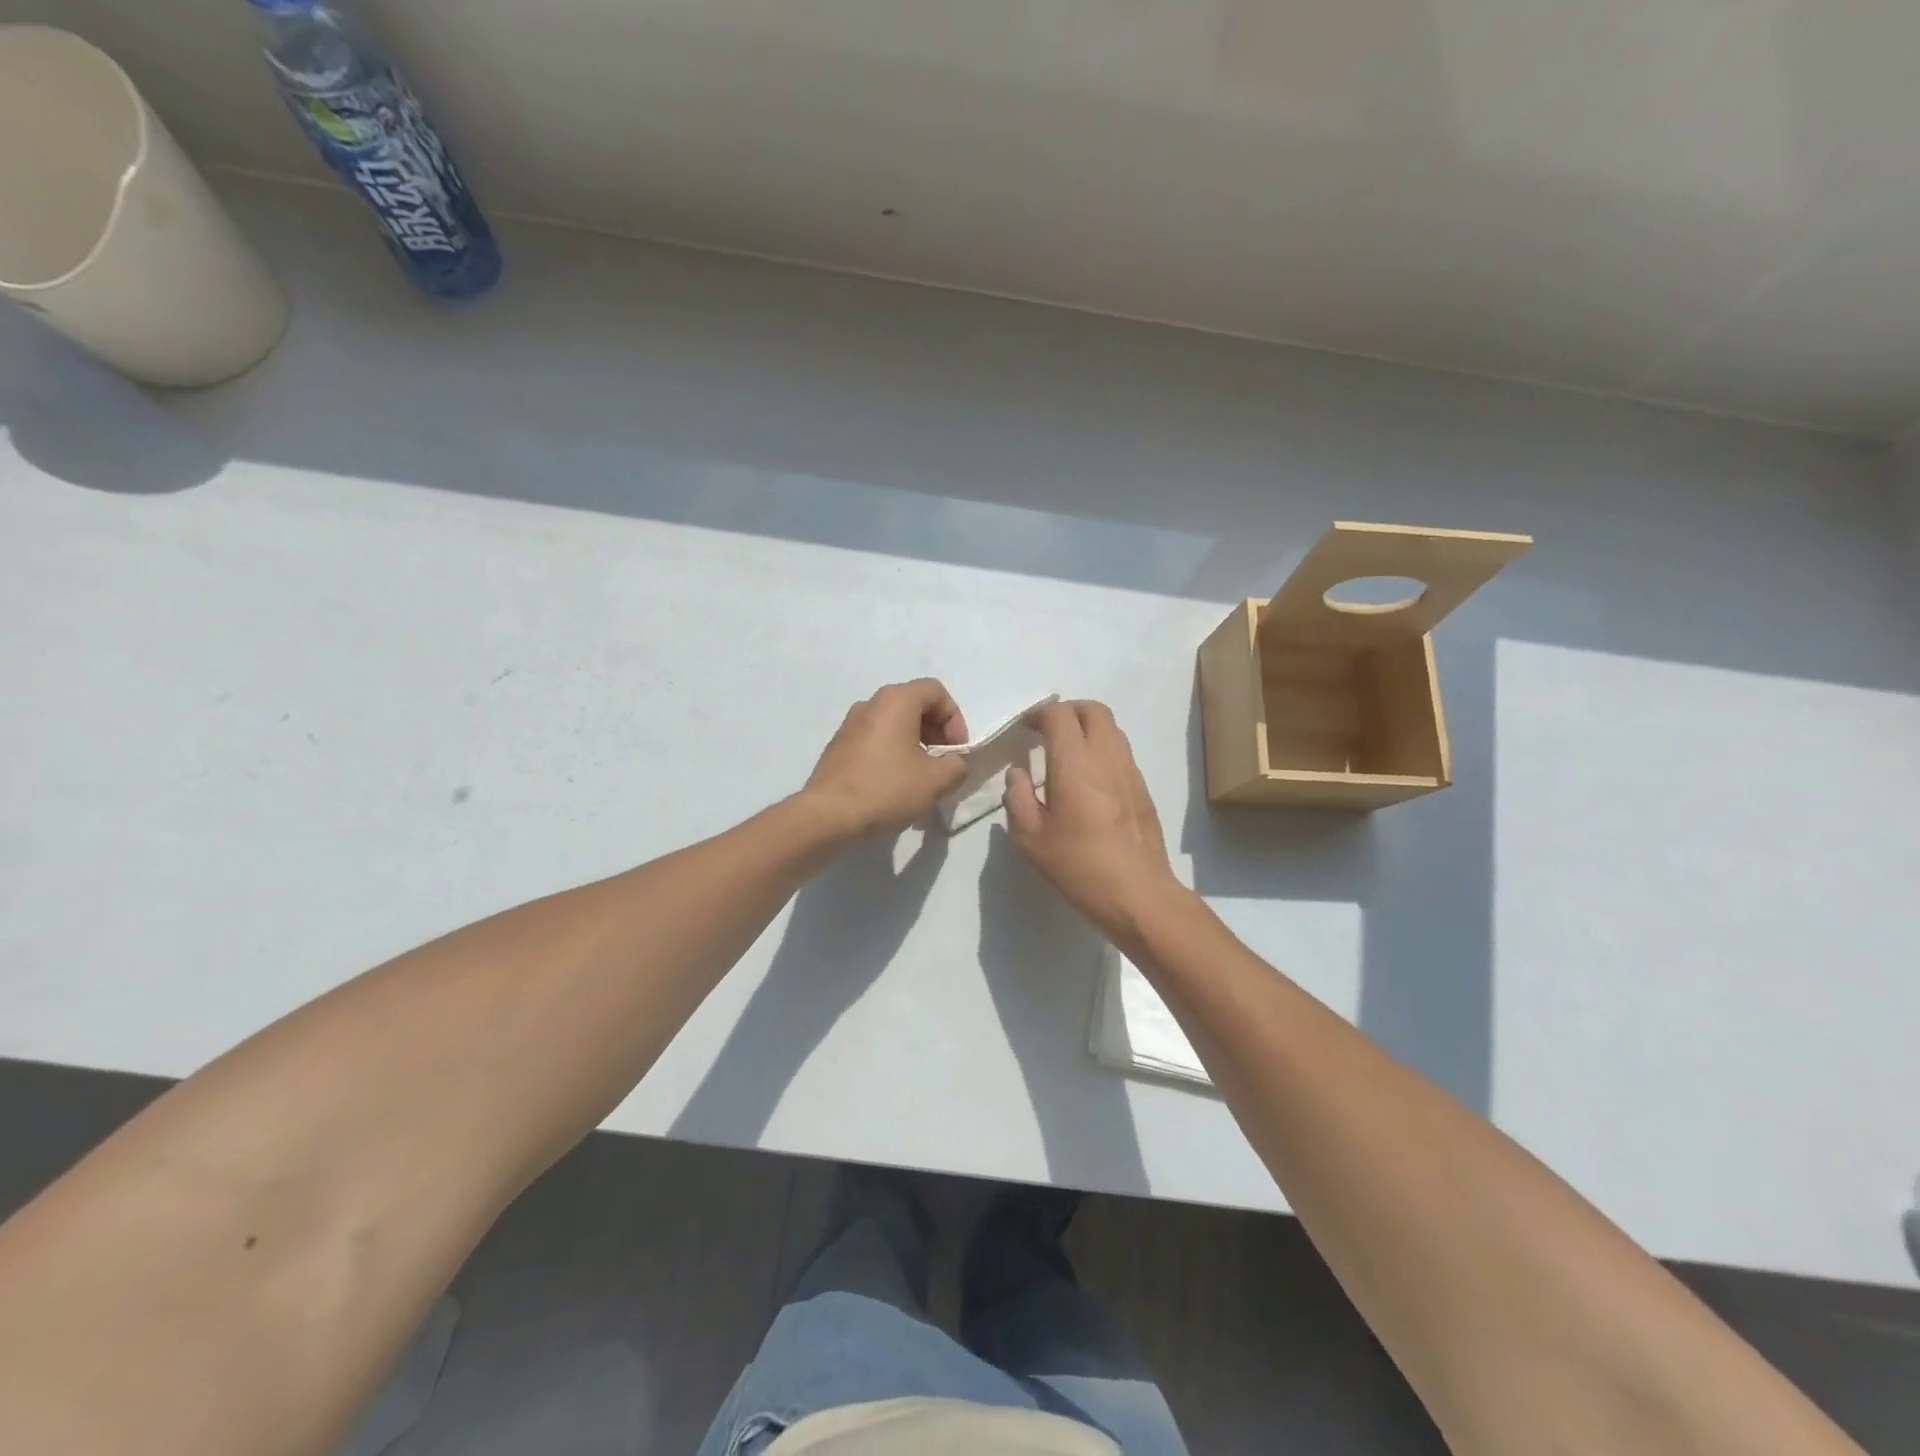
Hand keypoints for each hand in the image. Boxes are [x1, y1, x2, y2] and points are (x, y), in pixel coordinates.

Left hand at [802, 679, 970, 838]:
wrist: (828, 815)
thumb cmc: (887, 788)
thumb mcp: (936, 780)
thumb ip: (956, 766)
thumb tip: (954, 763)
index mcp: (896, 700)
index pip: (936, 692)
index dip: (955, 719)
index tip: (956, 751)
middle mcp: (870, 704)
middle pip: (914, 705)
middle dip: (936, 732)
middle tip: (943, 764)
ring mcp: (849, 725)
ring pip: (893, 724)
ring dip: (914, 745)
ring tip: (921, 778)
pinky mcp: (838, 747)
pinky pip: (874, 741)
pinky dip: (892, 754)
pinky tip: (894, 785)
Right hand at [1006, 700, 1184, 942]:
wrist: (1138, 894)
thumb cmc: (1078, 866)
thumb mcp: (1030, 838)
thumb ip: (1017, 798)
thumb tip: (1018, 773)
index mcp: (1075, 763)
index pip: (1059, 715)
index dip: (1039, 714)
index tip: (1025, 729)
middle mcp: (1106, 757)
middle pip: (1092, 710)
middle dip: (1067, 711)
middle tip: (1047, 732)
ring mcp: (1130, 771)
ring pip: (1111, 728)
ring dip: (1087, 729)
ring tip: (1067, 753)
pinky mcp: (1142, 788)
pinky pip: (1121, 752)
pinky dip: (1101, 750)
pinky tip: (1088, 780)